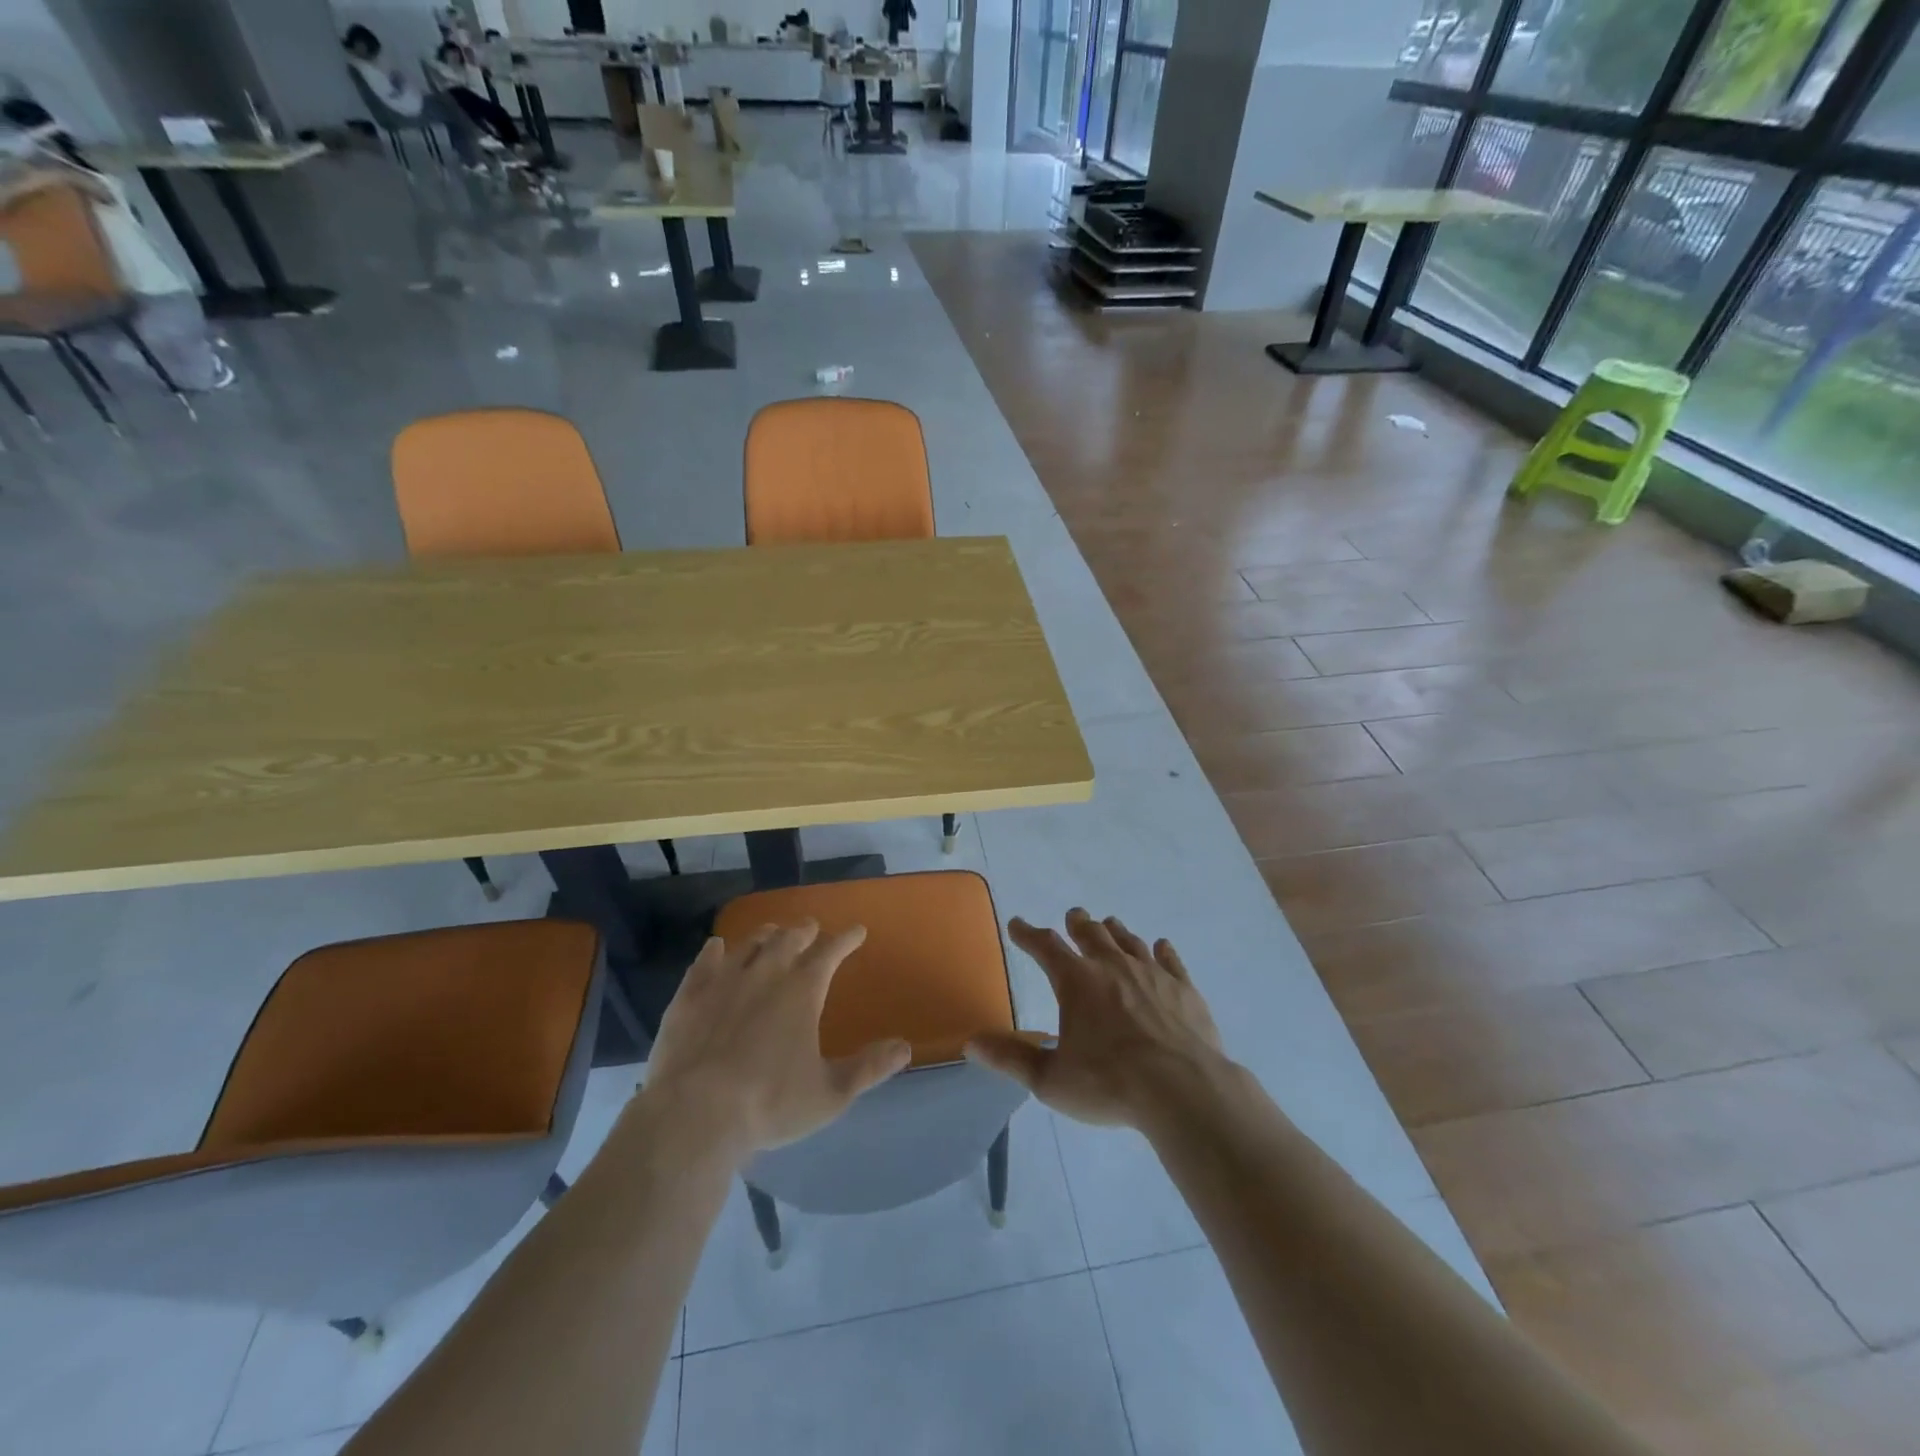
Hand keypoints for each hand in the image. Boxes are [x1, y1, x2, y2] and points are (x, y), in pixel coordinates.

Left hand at [642, 922, 910, 1160]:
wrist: (695, 1115)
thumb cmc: (770, 1103)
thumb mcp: (830, 1094)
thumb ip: (869, 1068)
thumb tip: (905, 1047)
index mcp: (803, 990)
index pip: (831, 952)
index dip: (846, 939)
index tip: (857, 931)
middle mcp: (766, 973)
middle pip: (789, 939)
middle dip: (805, 930)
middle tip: (812, 928)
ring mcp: (724, 980)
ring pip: (750, 943)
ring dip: (766, 935)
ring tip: (773, 932)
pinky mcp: (690, 995)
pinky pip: (705, 961)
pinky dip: (715, 950)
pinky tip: (717, 947)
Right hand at [966, 908, 1226, 1128]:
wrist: (1183, 1090)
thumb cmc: (1110, 1085)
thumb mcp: (1051, 1079)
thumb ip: (1012, 1058)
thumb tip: (971, 1042)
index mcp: (1077, 982)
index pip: (1046, 947)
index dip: (1028, 934)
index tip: (1017, 924)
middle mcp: (1112, 966)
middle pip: (1091, 933)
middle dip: (1078, 923)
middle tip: (1073, 915)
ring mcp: (1152, 974)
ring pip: (1129, 941)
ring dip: (1115, 931)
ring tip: (1109, 924)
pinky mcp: (1183, 988)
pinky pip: (1170, 960)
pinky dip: (1162, 951)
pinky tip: (1161, 947)